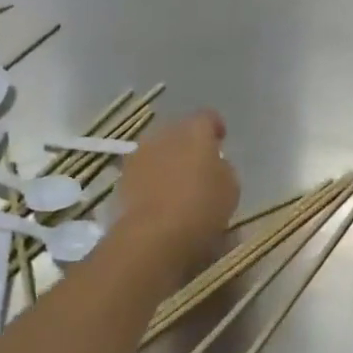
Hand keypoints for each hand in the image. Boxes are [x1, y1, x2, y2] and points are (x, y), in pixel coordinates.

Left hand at [113, 110, 238, 270]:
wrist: (154, 235)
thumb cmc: (202, 207)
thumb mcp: (230, 188)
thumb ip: (222, 168)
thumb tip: (214, 164)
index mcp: (195, 131)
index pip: (207, 118)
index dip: (215, 128)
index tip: (221, 140)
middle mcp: (164, 134)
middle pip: (179, 131)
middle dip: (189, 144)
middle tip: (199, 165)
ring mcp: (139, 154)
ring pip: (158, 150)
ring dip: (168, 161)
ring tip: (178, 184)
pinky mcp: (123, 177)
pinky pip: (143, 171)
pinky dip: (152, 179)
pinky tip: (160, 198)